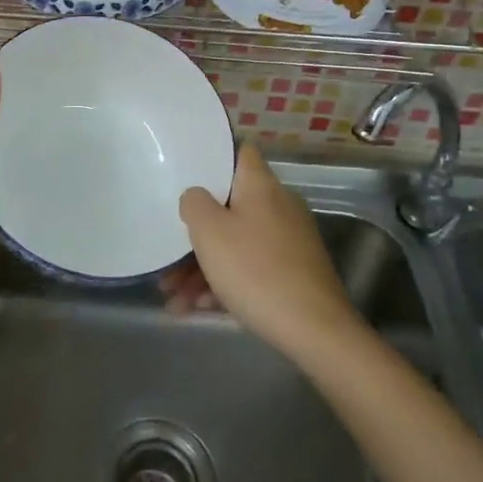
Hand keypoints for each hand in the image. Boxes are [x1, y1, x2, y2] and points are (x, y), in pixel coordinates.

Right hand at [175, 142, 364, 359]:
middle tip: (168, 256)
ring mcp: (289, 240)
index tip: (187, 174)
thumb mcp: (210, 232)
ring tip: (173, 296)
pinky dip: (225, 282)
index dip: (214, 158)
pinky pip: (251, 266)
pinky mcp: (293, 271)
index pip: (240, 152)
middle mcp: (278, 205)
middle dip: (197, 231)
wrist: (314, 329)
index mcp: (261, 185)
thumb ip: (194, 203)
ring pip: (237, 241)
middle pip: (230, 205)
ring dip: (203, 265)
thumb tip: (196, 196)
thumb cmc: (255, 270)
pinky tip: (199, 307)